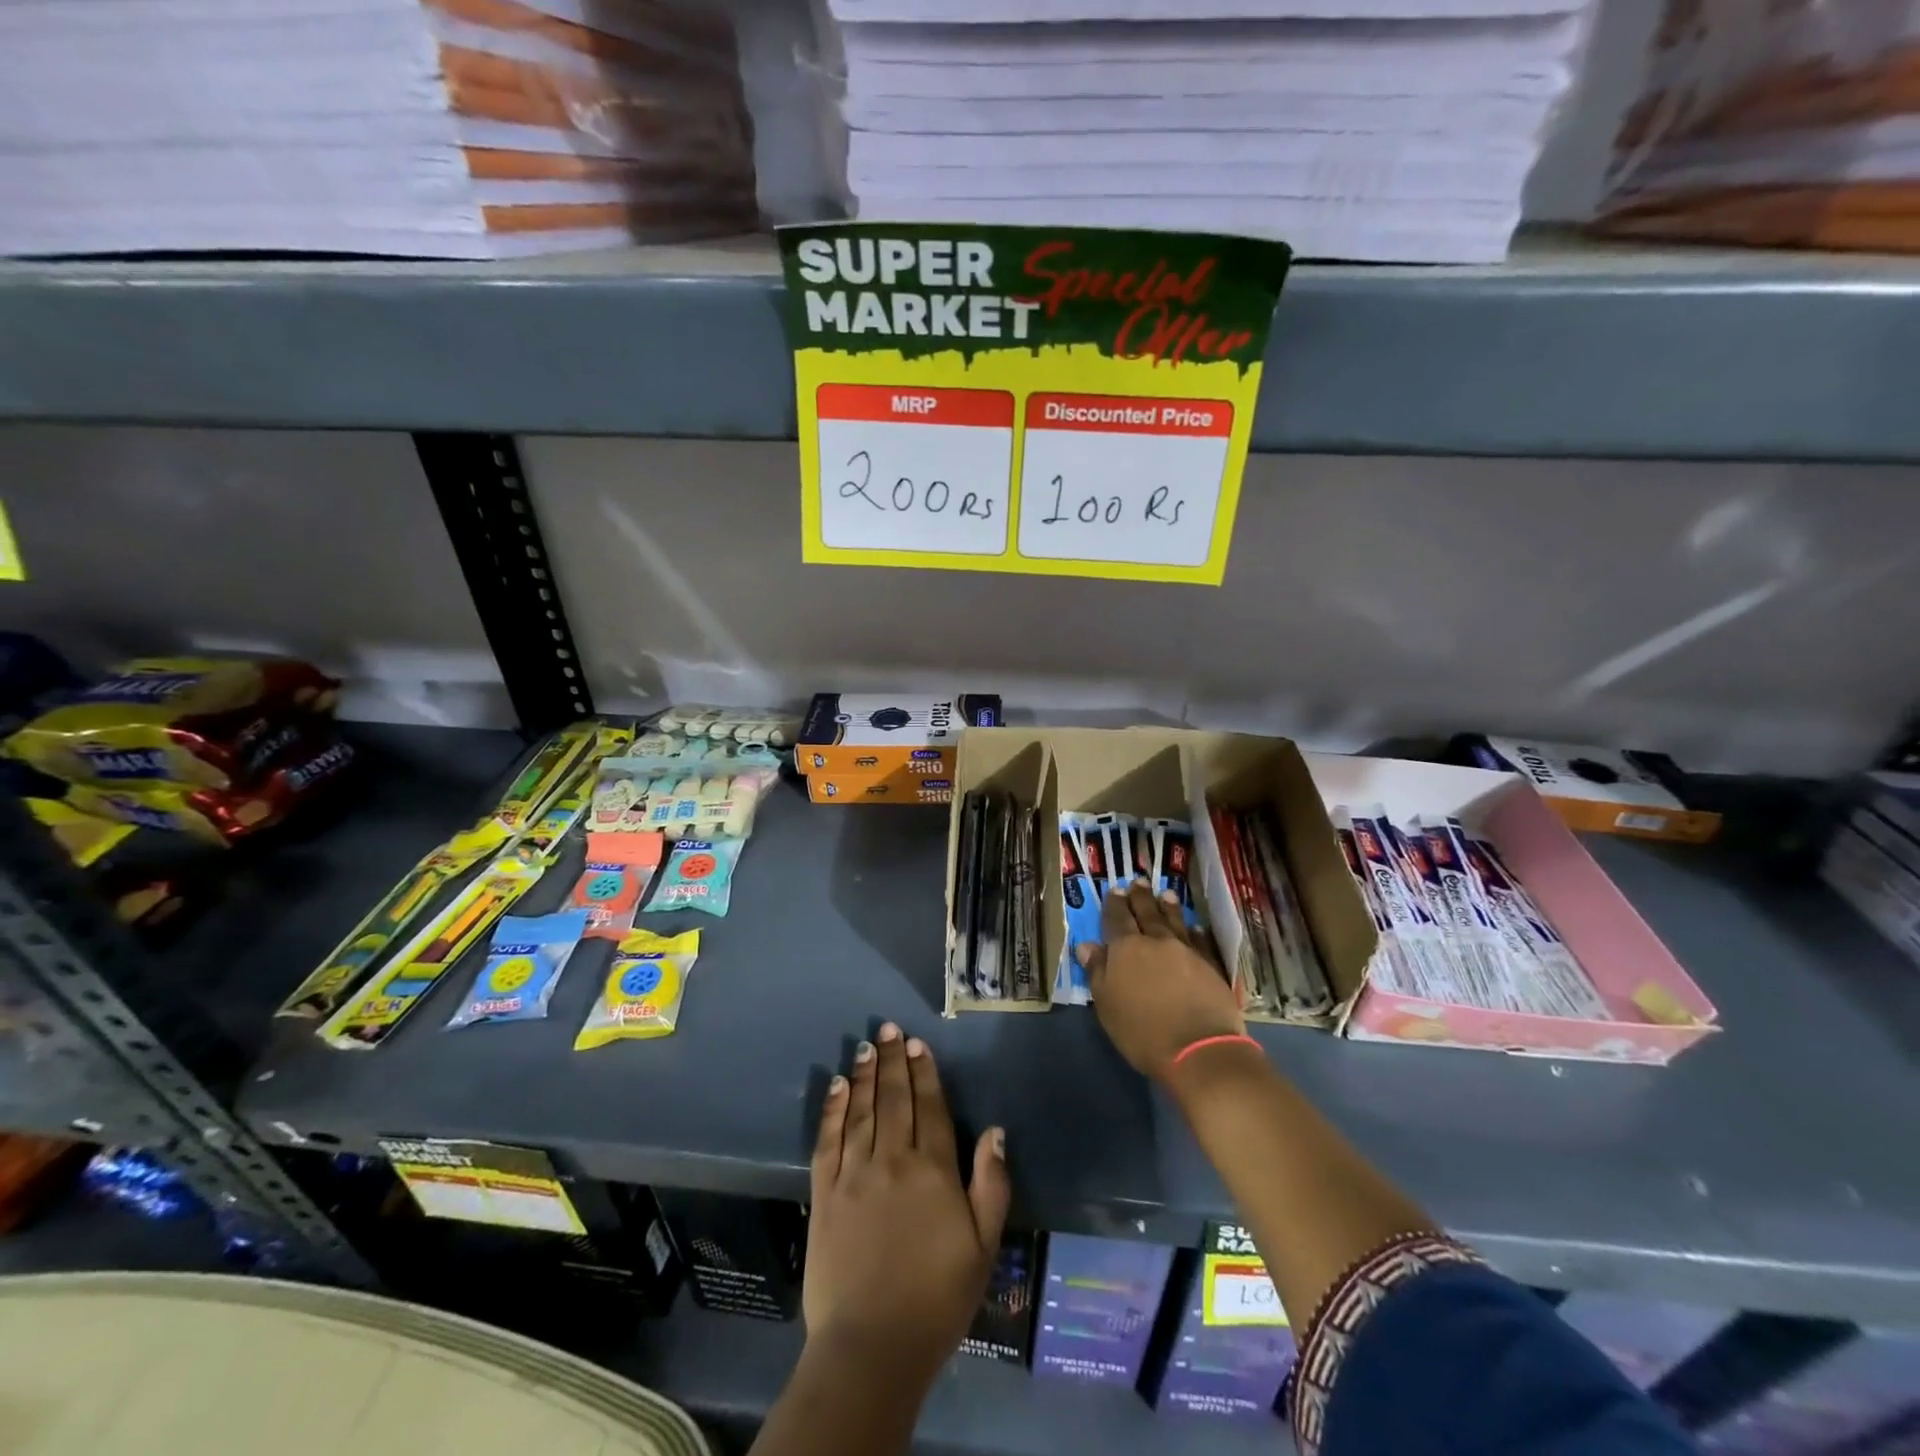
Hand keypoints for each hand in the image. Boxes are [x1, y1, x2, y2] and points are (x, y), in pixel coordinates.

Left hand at [806, 1022, 1009, 1388]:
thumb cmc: (937, 1298)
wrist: (873, 1346)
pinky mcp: (824, 1193)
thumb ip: (991, 1184)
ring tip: (866, 1045)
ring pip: (862, 1110)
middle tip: (889, 1028)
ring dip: (865, 1074)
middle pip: (894, 1099)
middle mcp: (892, 1160)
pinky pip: (828, 1140)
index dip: (924, 1072)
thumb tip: (995, 1131)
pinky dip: (833, 1109)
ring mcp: (854, 1174)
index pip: (929, 1107)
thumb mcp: (983, 1247)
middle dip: (893, 1060)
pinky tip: (836, 1086)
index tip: (918, 1044)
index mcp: (933, 1170)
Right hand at [1078, 880, 1244, 1082]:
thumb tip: (1087, 945)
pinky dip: (1194, 931)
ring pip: (1174, 921)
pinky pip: (1199, 940)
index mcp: (1126, 949)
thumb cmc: (1142, 1031)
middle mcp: (1156, 942)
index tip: (1115, 890)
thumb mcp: (1107, 1005)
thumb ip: (1097, 972)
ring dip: (1168, 907)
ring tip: (1165, 893)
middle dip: (1140, 897)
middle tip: (1138, 881)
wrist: (1199, 1048)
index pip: (1116, 919)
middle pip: (1146, 913)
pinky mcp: (1210, 965)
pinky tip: (1194, 926)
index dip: (1114, 904)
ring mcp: (1186, 951)